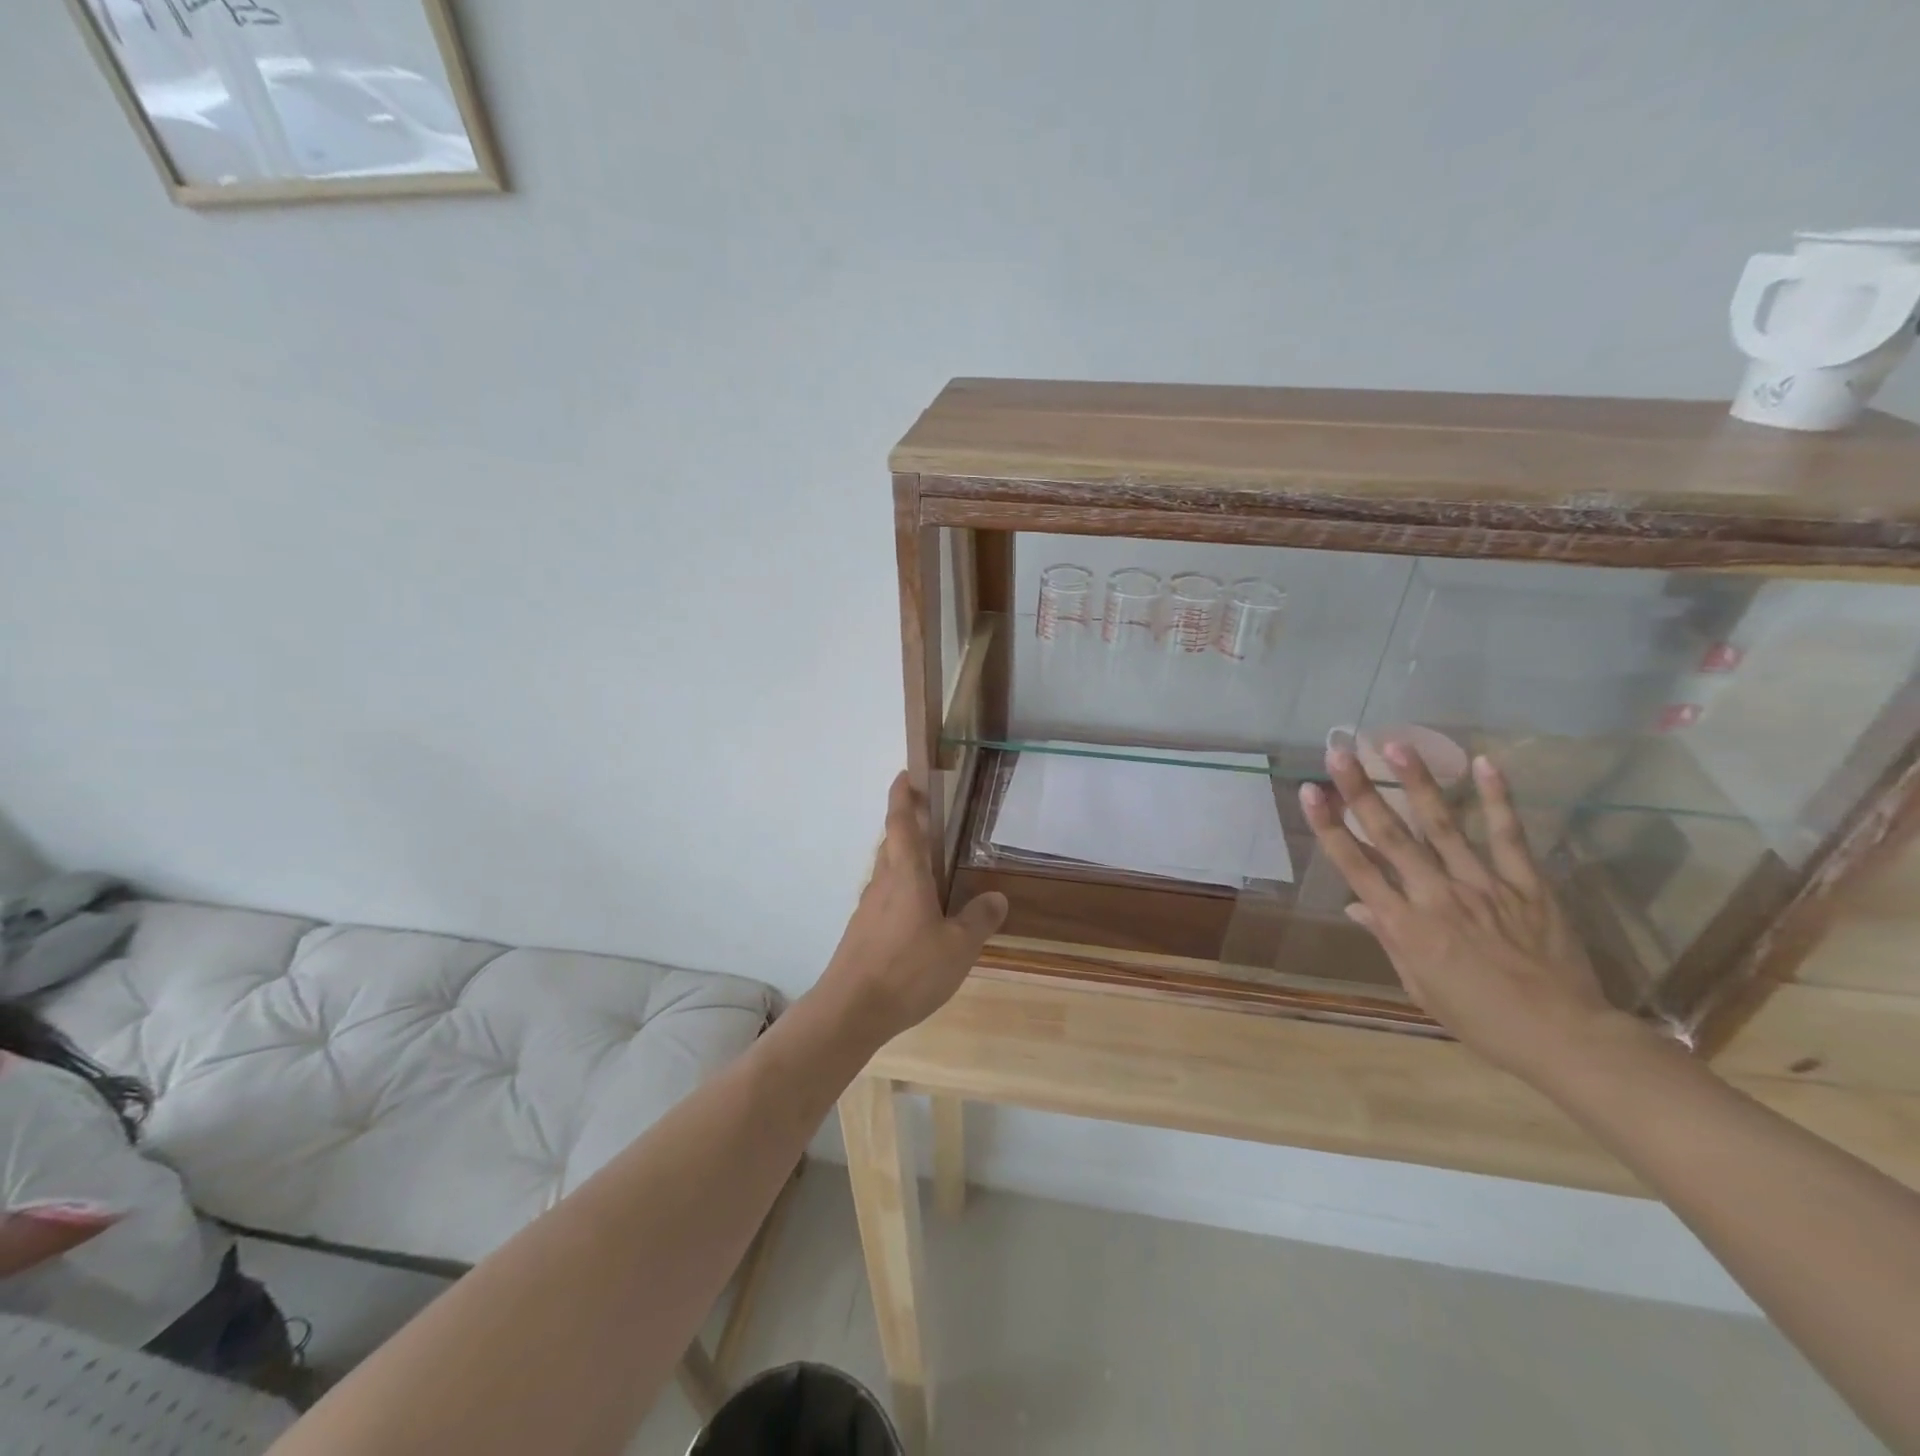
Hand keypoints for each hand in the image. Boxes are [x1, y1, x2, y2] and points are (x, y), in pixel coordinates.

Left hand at [818, 773, 1007, 1044]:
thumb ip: (978, 920)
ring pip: (886, 870)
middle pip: (892, 843)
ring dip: (904, 858)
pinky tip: (918, 913)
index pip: (902, 823)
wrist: (851, 1010)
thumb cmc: (908, 970)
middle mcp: (882, 883)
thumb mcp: (958, 947)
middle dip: (906, 823)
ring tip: (931, 865)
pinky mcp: (862, 932)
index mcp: (906, 875)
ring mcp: (868, 908)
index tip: (906, 774)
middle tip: (930, 815)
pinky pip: (884, 897)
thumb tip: (997, 897)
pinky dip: (901, 889)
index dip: (903, 795)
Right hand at [1299, 742, 1627, 1079]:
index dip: (1329, 827)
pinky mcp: (1527, 884)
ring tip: (1396, 745)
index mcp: (1406, 926)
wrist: (1564, 1037)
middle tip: (1340, 753)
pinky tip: (1484, 763)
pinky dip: (1497, 799)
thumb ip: (1390, 939)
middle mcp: (1437, 896)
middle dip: (1362, 791)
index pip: (1357, 867)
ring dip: (1417, 782)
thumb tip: (1358, 905)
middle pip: (1392, 835)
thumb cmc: (1480, 1020)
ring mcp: (1484, 886)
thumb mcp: (1420, 987)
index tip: (1310, 793)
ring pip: (1443, 825)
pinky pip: (1509, 836)